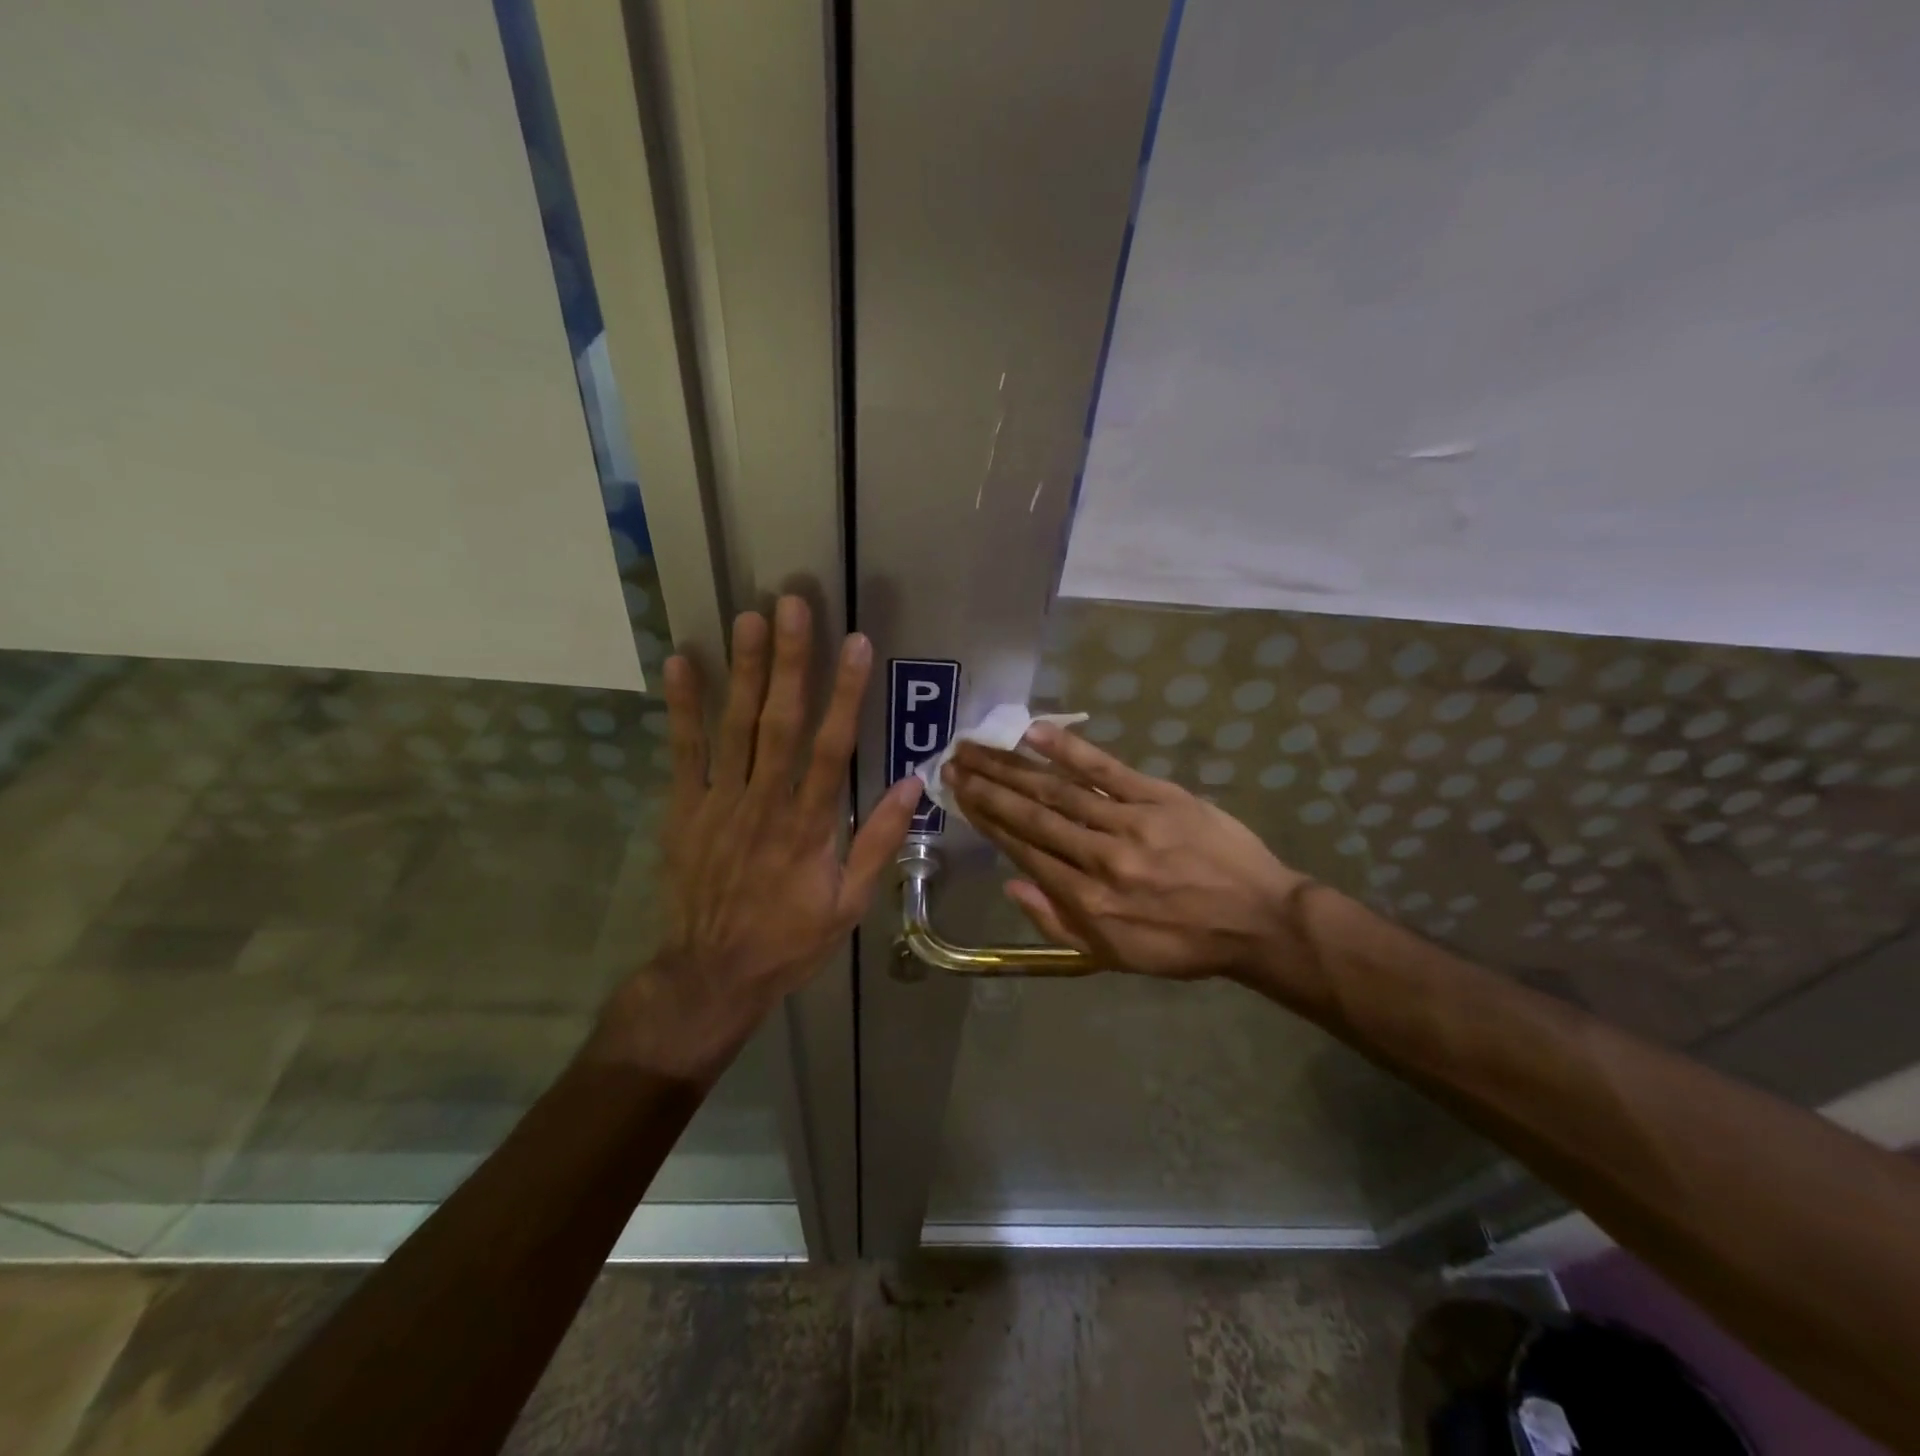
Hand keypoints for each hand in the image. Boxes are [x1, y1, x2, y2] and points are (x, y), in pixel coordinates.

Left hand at [593, 596, 921, 1077]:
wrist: (712, 974)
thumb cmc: (789, 939)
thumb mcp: (849, 904)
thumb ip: (878, 842)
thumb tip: (914, 785)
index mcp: (809, 826)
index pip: (832, 747)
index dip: (846, 694)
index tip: (857, 644)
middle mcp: (765, 803)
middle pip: (779, 722)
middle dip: (789, 662)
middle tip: (792, 605)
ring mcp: (720, 803)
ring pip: (734, 727)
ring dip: (742, 670)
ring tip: (748, 618)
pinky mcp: (684, 809)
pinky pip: (684, 752)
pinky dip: (683, 707)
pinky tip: (682, 663)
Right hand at [946, 724, 1309, 981]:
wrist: (1258, 921)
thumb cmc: (1182, 943)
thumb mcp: (1114, 955)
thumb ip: (1057, 923)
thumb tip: (1011, 884)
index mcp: (1088, 901)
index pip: (1025, 850)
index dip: (988, 820)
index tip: (961, 795)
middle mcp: (1100, 858)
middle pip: (1033, 815)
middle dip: (989, 786)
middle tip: (954, 761)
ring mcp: (1131, 823)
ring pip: (1060, 790)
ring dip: (1014, 766)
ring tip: (979, 746)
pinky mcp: (1160, 797)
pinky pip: (1107, 770)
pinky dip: (1069, 749)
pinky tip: (1036, 732)